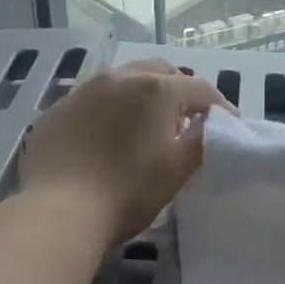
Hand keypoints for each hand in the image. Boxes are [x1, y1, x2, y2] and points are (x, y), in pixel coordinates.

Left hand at [22, 59, 228, 243]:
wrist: (58, 211)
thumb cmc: (128, 190)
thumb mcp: (178, 169)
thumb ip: (201, 141)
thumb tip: (207, 127)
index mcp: (156, 89)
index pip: (200, 89)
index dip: (219, 106)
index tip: (228, 125)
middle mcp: (120, 77)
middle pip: (160, 72)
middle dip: (179, 90)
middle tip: (186, 119)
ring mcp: (83, 90)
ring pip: (123, 80)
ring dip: (141, 95)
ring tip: (145, 123)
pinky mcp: (56, 110)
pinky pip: (92, 100)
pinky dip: (108, 110)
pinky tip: (106, 136)